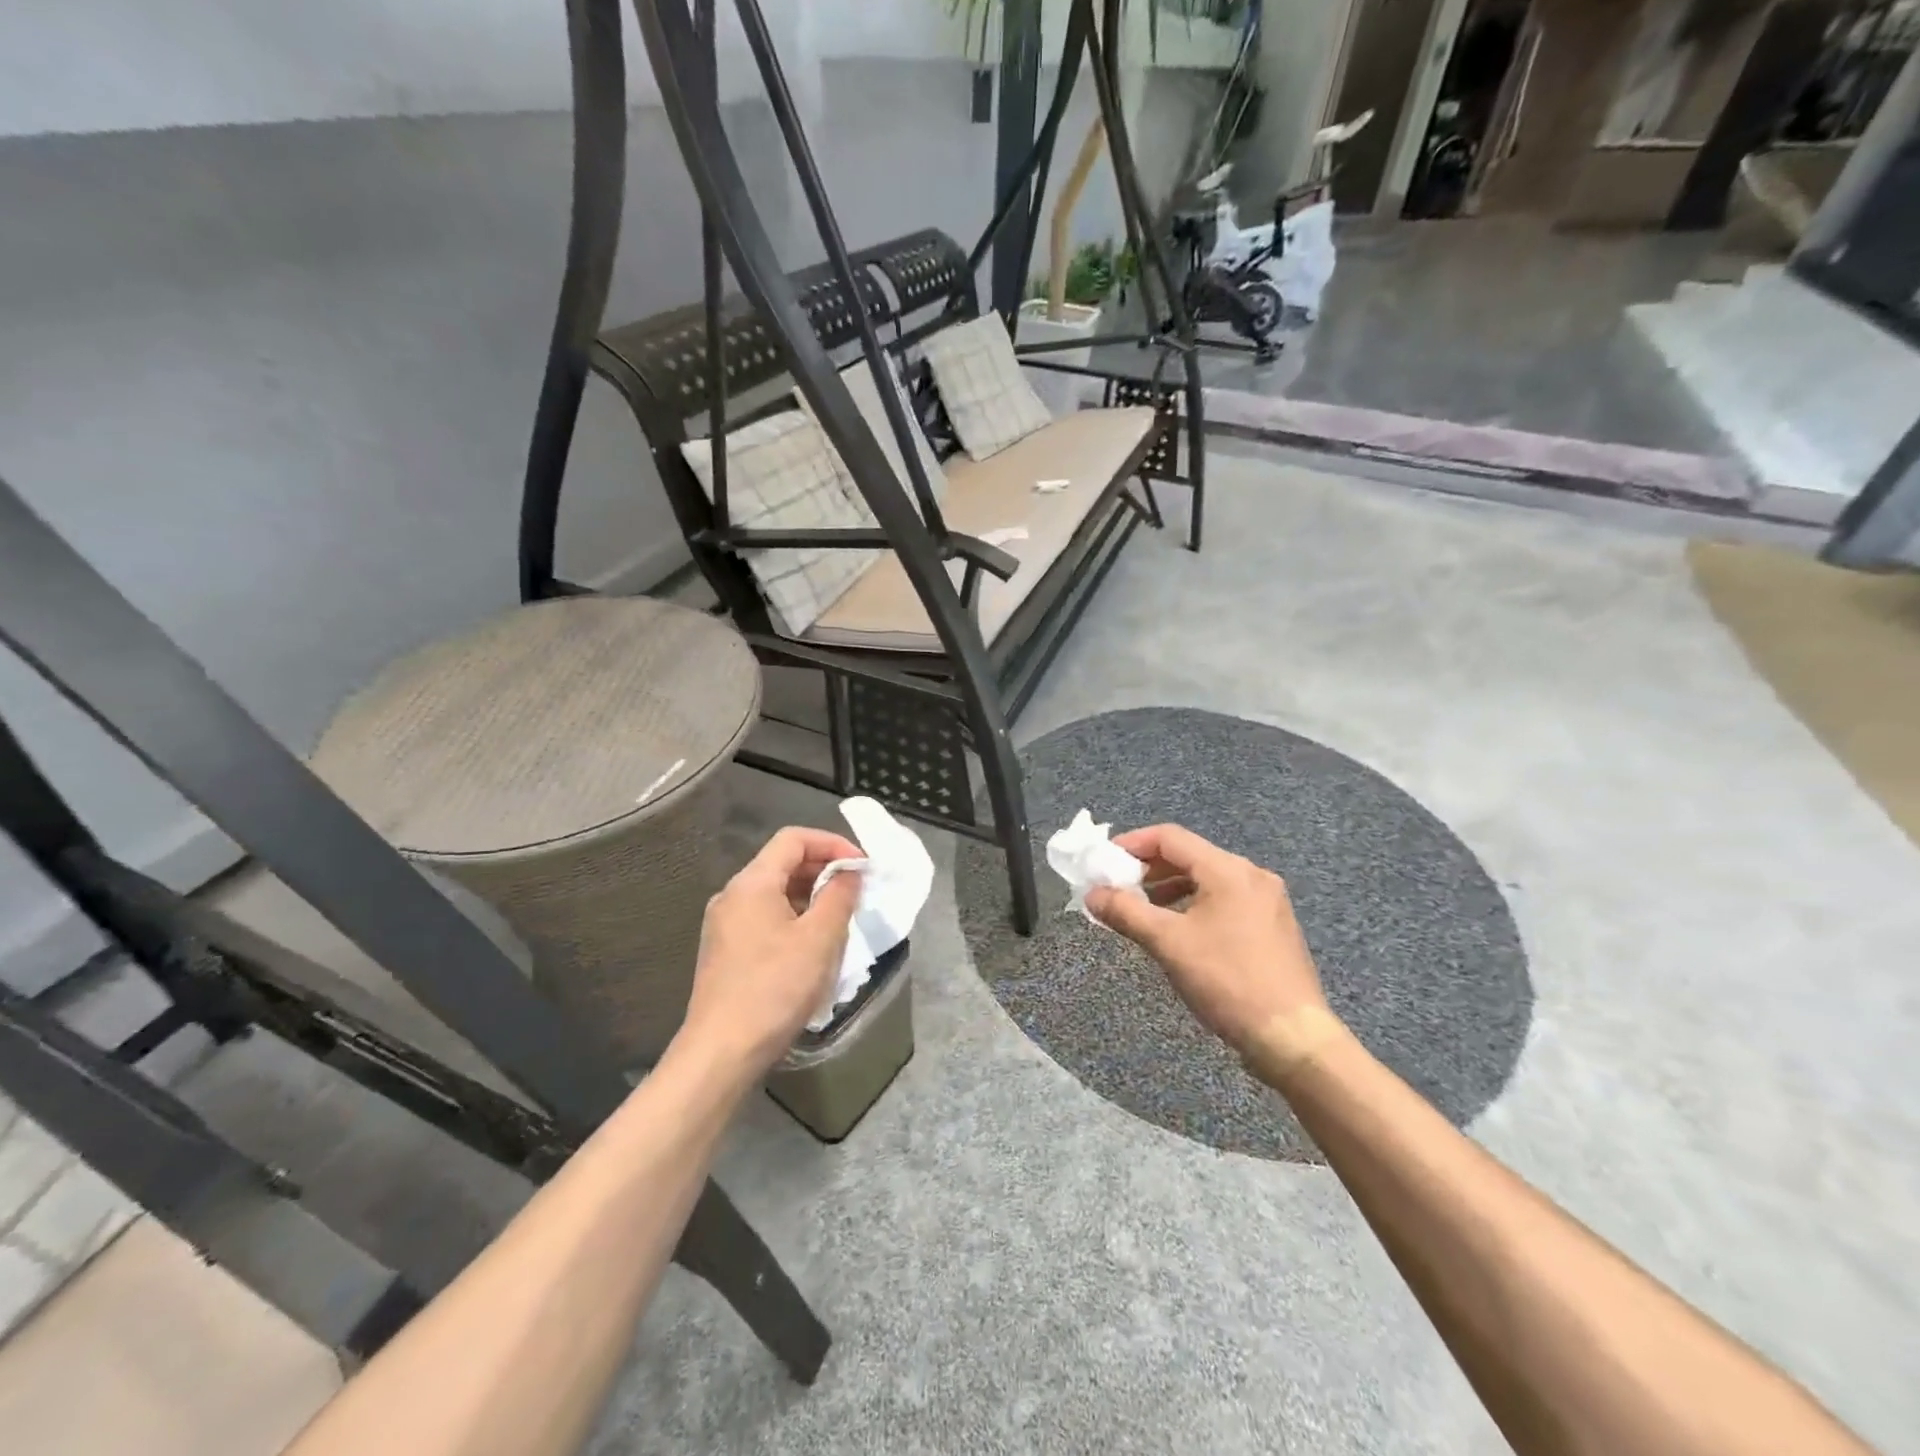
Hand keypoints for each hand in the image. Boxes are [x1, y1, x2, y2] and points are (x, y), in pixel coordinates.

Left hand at [676, 826, 863, 1078]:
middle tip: (857, 891)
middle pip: (783, 863)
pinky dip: (794, 917)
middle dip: (824, 870)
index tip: (862, 866)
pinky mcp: (725, 950)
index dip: (832, 843)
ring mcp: (725, 924)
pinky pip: (765, 917)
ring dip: (811, 896)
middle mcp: (732, 895)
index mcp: (752, 883)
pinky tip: (813, 945)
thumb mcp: (820, 939)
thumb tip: (850, 873)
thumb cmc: (775, 988)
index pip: (794, 839)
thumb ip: (839, 896)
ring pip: (775, 892)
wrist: (722, 1051)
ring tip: (841, 918)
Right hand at [1086, 824, 1341, 1079]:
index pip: (1170, 837)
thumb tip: (1092, 895)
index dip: (1131, 844)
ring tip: (1141, 909)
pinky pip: (1224, 899)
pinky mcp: (1273, 925)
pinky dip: (1194, 904)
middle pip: (1189, 855)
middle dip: (1148, 868)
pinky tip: (1178, 929)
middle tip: (1117, 887)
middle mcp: (1251, 875)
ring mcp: (1267, 900)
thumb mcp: (1168, 944)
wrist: (1292, 1037)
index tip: (1103, 862)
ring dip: (1169, 887)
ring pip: (1207, 878)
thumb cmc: (1226, 981)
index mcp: (1228, 870)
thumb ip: (1126, 912)